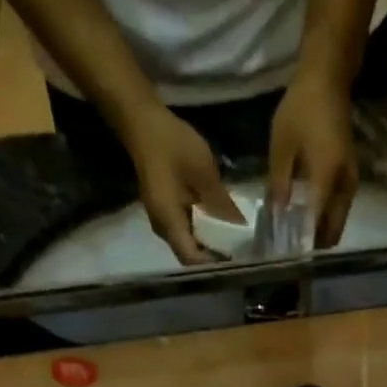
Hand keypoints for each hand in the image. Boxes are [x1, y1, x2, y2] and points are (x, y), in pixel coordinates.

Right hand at [119, 102, 244, 264]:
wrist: (143, 121)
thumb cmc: (172, 144)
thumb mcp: (204, 172)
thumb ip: (221, 203)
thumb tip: (241, 228)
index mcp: (169, 222)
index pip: (192, 259)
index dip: (214, 264)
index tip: (238, 262)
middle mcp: (163, 228)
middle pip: (192, 255)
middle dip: (216, 257)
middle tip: (243, 254)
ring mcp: (164, 221)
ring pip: (190, 243)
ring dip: (211, 243)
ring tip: (237, 242)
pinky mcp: (167, 211)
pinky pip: (188, 230)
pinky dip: (205, 230)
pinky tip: (223, 225)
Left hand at [268, 70, 357, 248]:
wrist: (328, 79)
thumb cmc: (301, 108)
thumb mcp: (281, 146)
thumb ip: (279, 184)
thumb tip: (277, 216)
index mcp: (326, 178)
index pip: (316, 222)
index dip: (303, 242)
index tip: (288, 256)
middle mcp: (344, 185)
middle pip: (333, 229)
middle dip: (315, 244)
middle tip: (293, 253)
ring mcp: (350, 182)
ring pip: (338, 221)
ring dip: (321, 234)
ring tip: (299, 241)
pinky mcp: (349, 177)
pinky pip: (339, 209)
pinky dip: (326, 219)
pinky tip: (309, 220)